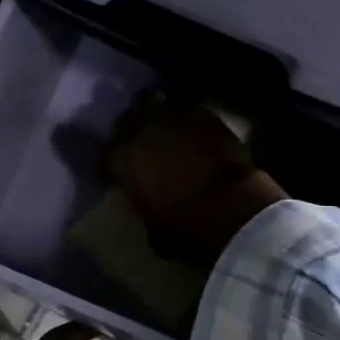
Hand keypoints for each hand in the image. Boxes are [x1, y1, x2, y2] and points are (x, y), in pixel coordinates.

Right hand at [103, 95, 286, 267]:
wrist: (234, 209)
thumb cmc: (186, 228)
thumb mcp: (152, 230)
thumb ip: (144, 206)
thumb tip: (148, 203)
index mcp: (123, 159)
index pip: (105, 157)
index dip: (111, 167)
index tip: (116, 176)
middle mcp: (144, 130)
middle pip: (128, 120)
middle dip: (130, 130)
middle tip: (139, 146)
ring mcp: (177, 118)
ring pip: (159, 108)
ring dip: (161, 122)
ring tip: (167, 136)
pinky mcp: (209, 117)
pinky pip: (191, 115)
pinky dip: (190, 125)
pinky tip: (196, 138)